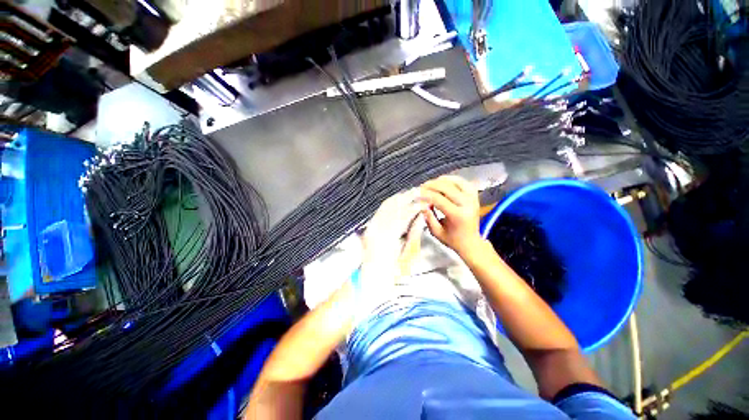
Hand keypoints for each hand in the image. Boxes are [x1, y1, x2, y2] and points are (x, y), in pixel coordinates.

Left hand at [361, 189, 424, 282]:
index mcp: (388, 237)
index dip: (417, 206)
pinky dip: (390, 203)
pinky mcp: (369, 227)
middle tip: (421, 192)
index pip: (405, 214)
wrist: (371, 279)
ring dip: (400, 197)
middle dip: (409, 196)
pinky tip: (398, 200)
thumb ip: (414, 233)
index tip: (427, 202)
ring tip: (412, 193)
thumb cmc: (392, 272)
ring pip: (386, 205)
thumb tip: (421, 216)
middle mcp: (377, 228)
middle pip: (395, 206)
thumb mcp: (407, 254)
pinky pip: (380, 211)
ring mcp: (371, 226)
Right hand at [419, 175, 484, 257]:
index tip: (416, 194)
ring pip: (456, 182)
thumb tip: (421, 204)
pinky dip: (453, 179)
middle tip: (421, 187)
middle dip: (432, 185)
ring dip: (442, 180)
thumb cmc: (452, 239)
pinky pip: (464, 182)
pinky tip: (444, 181)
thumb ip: (428, 217)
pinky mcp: (475, 197)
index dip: (426, 194)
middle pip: (447, 187)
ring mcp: (473, 199)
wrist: (471, 243)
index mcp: (457, 216)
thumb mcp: (436, 232)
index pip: (438, 199)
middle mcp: (467, 205)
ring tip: (431, 184)